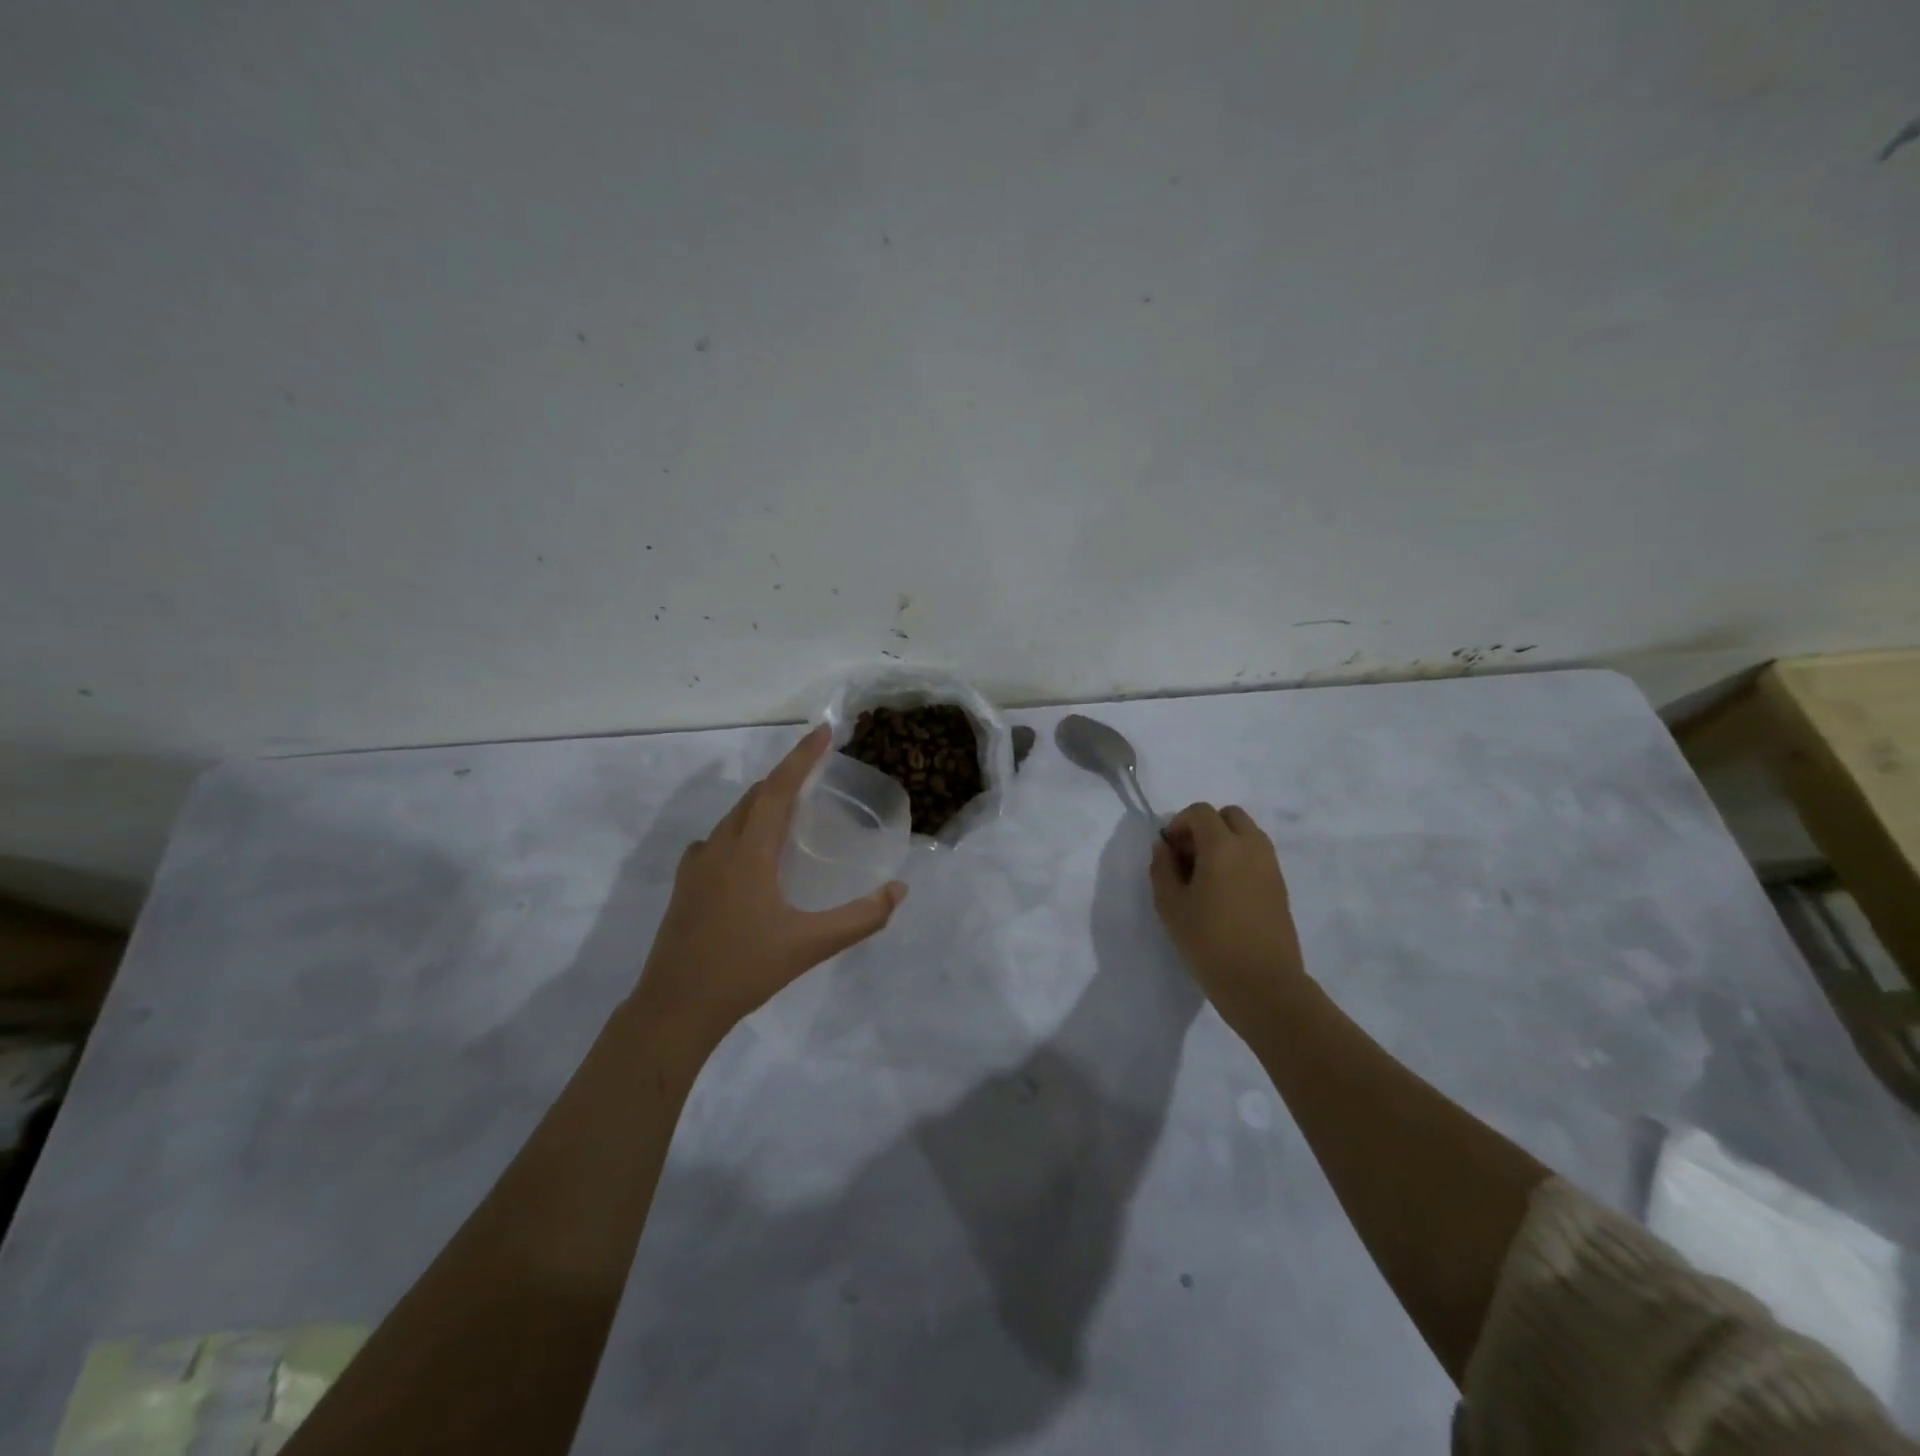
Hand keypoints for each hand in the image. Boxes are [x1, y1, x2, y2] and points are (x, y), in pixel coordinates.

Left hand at [633, 726, 906, 1049]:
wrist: (675, 1007)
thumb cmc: (744, 970)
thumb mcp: (811, 945)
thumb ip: (860, 918)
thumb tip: (899, 890)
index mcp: (749, 852)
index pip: (778, 789)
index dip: (801, 758)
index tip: (823, 732)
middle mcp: (720, 847)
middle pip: (755, 796)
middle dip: (786, 777)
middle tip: (817, 772)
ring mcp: (697, 866)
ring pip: (734, 816)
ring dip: (764, 802)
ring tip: (793, 807)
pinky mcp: (686, 885)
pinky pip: (719, 839)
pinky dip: (743, 828)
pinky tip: (753, 852)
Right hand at [1150, 804, 1307, 1035]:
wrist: (1262, 984)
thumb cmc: (1209, 942)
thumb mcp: (1170, 906)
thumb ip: (1162, 868)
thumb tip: (1164, 847)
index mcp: (1223, 846)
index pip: (1200, 811)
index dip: (1179, 823)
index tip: (1168, 851)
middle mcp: (1252, 847)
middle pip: (1229, 815)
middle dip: (1205, 827)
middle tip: (1188, 857)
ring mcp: (1271, 866)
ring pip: (1247, 834)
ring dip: (1224, 842)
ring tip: (1204, 877)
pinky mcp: (1280, 886)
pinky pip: (1257, 855)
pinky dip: (1239, 859)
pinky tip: (1224, 893)